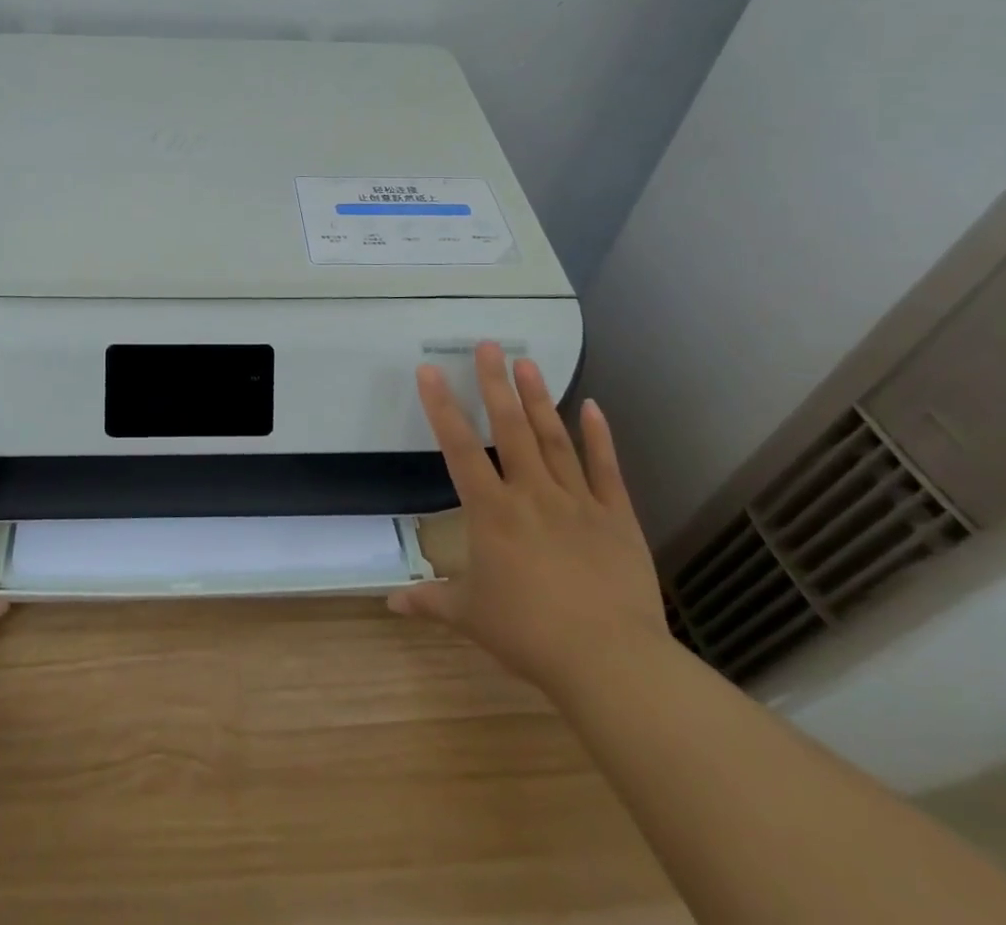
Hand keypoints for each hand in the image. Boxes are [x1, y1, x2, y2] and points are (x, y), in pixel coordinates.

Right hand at [389, 342, 669, 697]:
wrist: (610, 661)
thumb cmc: (530, 635)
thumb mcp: (470, 617)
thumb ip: (430, 601)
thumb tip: (389, 603)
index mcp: (492, 512)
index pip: (459, 448)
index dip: (442, 406)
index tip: (430, 370)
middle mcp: (531, 494)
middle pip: (511, 428)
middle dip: (496, 383)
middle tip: (488, 344)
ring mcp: (577, 501)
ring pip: (554, 439)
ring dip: (539, 398)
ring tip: (527, 362)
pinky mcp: (616, 516)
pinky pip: (606, 469)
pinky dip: (599, 436)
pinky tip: (593, 405)